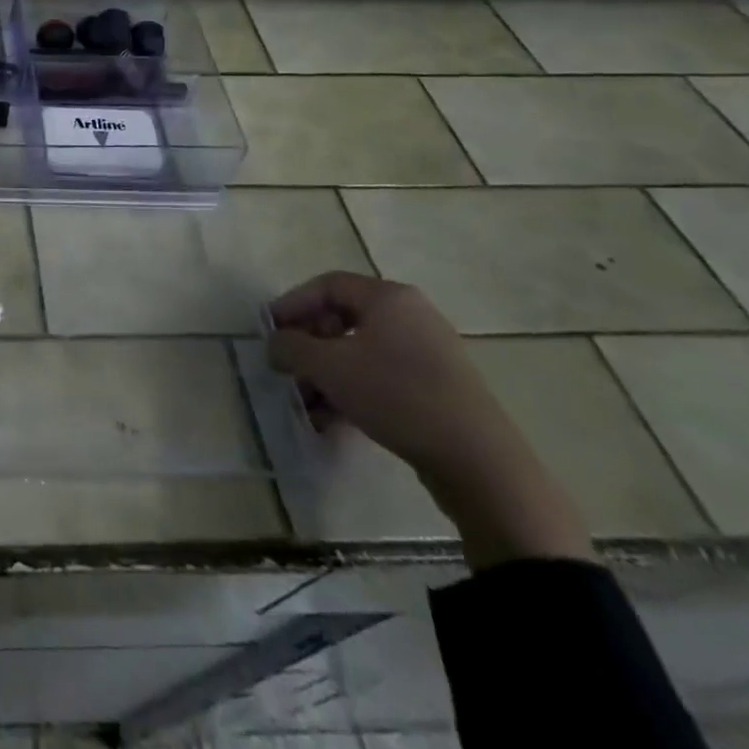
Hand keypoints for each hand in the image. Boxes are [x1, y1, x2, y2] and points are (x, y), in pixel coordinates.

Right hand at [267, 271, 591, 569]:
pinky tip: (333, 421)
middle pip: (342, 319)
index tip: (268, 330)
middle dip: (308, 345)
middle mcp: (411, 316)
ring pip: (360, 353)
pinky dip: (353, 391)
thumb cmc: (396, 395)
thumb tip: (275, 344)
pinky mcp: (438, 388)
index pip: (326, 285)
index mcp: (388, 297)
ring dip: (326, 374)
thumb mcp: (329, 367)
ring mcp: (428, 353)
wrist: (480, 462)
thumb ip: (291, 347)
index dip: (291, 304)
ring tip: (306, 403)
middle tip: (287, 368)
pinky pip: (381, 377)